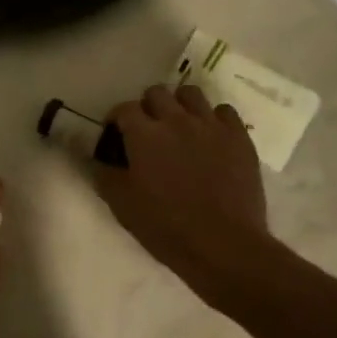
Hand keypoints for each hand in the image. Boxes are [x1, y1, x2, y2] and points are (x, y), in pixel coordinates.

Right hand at [95, 84, 274, 305]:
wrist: (222, 244)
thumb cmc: (165, 226)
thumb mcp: (122, 205)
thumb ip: (105, 175)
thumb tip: (97, 160)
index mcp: (145, 135)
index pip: (124, 108)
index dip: (116, 118)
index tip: (114, 134)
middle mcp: (177, 120)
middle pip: (157, 93)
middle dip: (146, 106)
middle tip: (146, 130)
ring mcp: (211, 126)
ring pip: (191, 94)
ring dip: (179, 105)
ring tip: (178, 126)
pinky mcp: (239, 137)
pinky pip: (224, 111)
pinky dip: (212, 118)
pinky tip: (209, 137)